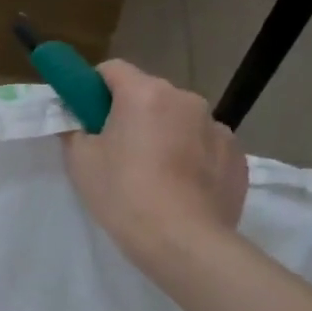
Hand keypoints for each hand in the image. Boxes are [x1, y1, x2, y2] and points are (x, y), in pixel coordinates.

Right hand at [63, 60, 247, 268]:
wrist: (183, 242)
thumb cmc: (124, 194)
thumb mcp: (80, 162)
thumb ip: (74, 131)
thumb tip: (78, 122)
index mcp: (144, 93)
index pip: (113, 69)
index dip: (94, 87)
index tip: (87, 113)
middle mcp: (185, 99)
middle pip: (149, 94)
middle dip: (132, 113)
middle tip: (117, 150)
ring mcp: (217, 127)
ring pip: (180, 120)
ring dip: (165, 134)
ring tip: (154, 175)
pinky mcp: (237, 155)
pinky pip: (205, 145)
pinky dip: (192, 157)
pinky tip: (182, 188)